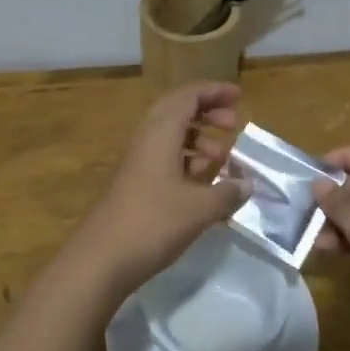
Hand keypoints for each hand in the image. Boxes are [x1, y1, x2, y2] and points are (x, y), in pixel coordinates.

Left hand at [70, 83, 250, 300]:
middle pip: (178, 112)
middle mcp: (147, 139)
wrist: (102, 258)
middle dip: (207, 114)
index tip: (239, 97)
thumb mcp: (199, 208)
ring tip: (223, 160)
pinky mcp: (135, 184)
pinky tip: (204, 185)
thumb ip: (227, 192)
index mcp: (160, 132)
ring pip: (171, 137)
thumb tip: (247, 184)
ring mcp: (138, 162)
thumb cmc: (153, 222)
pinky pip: (165, 159)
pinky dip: (187, 162)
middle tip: (233, 126)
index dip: (214, 92)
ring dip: (198, 141)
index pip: (188, 96)